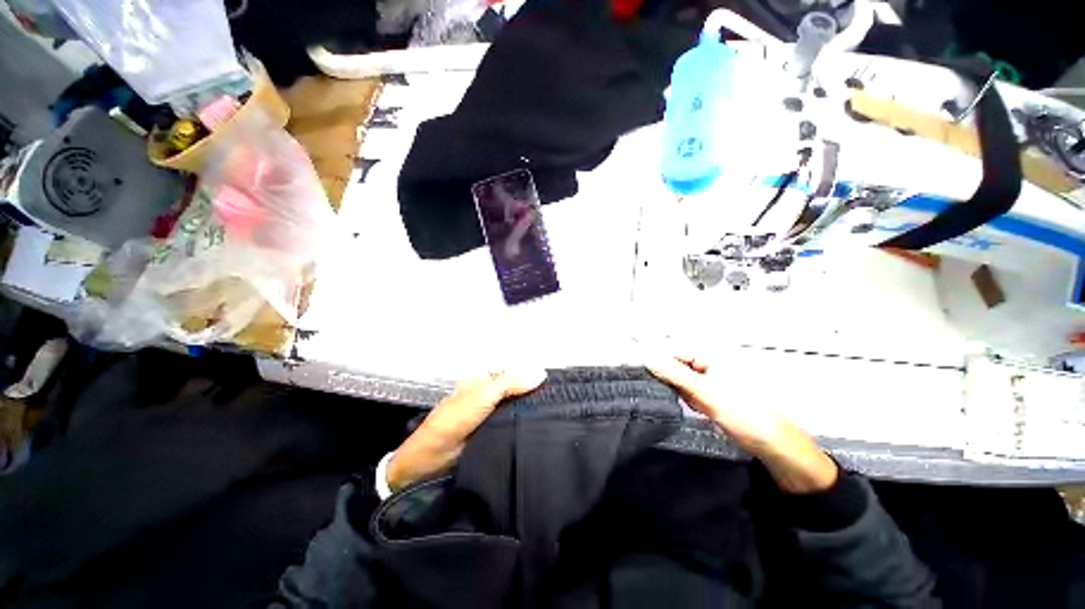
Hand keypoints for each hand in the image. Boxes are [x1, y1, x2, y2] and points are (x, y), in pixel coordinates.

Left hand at [386, 370, 546, 491]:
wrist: (432, 461)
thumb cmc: (456, 419)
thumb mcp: (483, 395)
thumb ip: (510, 383)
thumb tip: (542, 373)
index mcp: (485, 382)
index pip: (514, 375)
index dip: (533, 377)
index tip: (556, 384)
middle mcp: (490, 397)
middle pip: (517, 392)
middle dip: (535, 396)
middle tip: (562, 402)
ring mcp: (492, 417)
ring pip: (516, 410)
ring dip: (532, 412)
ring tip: (559, 415)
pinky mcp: (494, 435)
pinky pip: (513, 427)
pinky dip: (526, 427)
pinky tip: (543, 430)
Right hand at [648, 355, 836, 493]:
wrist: (775, 447)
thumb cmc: (744, 414)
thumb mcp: (706, 392)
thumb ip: (674, 374)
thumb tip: (646, 358)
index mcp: (713, 356)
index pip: (676, 352)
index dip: (663, 364)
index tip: (653, 379)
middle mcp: (712, 364)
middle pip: (679, 366)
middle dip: (677, 382)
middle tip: (686, 397)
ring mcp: (714, 380)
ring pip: (684, 381)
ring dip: (685, 394)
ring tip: (699, 406)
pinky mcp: (715, 394)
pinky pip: (693, 393)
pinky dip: (693, 402)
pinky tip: (704, 411)